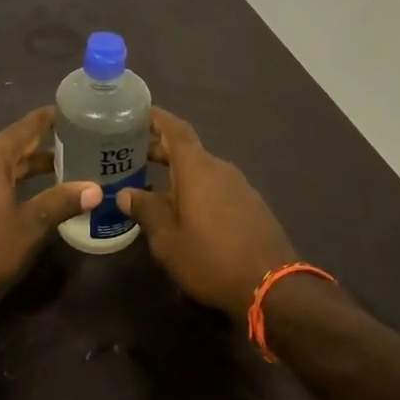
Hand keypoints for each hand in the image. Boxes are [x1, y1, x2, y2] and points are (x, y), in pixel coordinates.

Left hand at [0, 107, 99, 313]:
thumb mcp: (28, 227)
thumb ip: (60, 202)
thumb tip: (94, 189)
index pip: (25, 128)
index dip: (47, 120)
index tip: (65, 112)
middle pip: (5, 147)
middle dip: (33, 153)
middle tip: (65, 156)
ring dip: (5, 169)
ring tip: (30, 179)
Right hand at [119, 109, 299, 316]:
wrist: (273, 286)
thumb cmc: (212, 259)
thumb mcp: (168, 240)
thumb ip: (146, 211)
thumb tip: (126, 193)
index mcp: (197, 169)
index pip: (174, 129)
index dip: (155, 118)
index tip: (134, 113)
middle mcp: (219, 169)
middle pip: (186, 150)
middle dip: (158, 149)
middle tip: (129, 155)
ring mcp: (239, 186)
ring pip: (201, 170)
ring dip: (176, 173)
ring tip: (150, 186)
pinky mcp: (250, 205)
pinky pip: (215, 187)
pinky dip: (194, 189)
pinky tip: (182, 210)